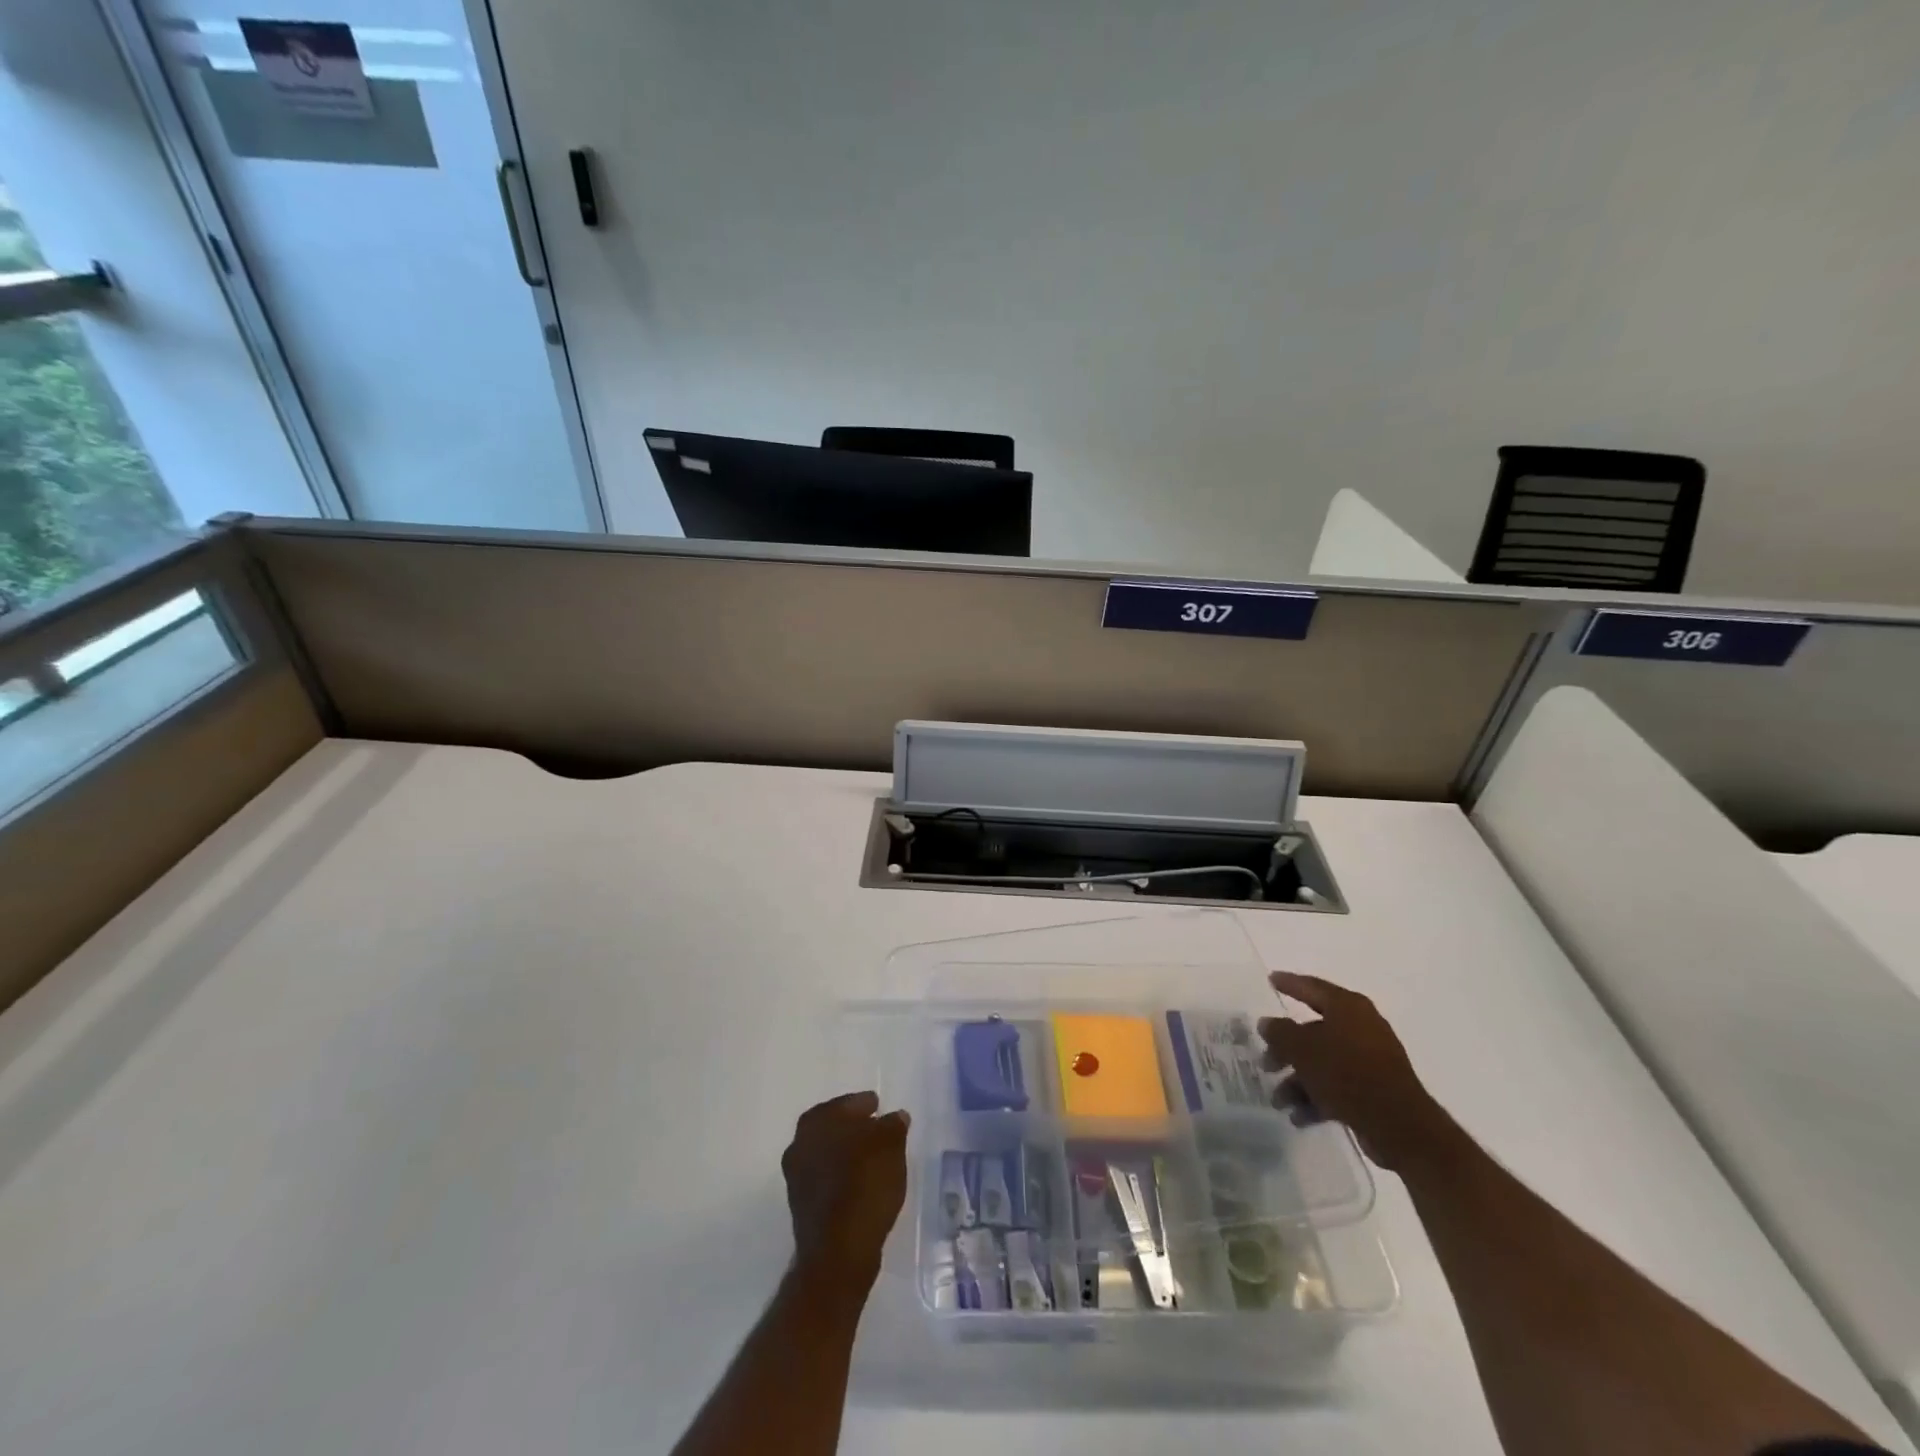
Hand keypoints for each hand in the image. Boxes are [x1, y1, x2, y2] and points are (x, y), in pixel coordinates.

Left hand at [781, 1092, 909, 1292]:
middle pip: (834, 1126)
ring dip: (847, 1153)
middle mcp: (800, 1142)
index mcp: (818, 1120)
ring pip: (828, 1153)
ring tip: (874, 1159)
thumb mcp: (891, 1146)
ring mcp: (796, 1175)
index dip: (866, 1105)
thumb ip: (893, 1125)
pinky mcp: (801, 1204)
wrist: (838, 1251)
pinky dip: (842, 1175)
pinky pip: (826, 1178)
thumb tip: (895, 1117)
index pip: (848, 1103)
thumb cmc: (865, 1185)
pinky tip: (861, 1183)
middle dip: (854, 1128)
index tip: (880, 1108)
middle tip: (878, 1131)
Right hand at [1258, 972, 1453, 1171]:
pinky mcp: (1375, 1089)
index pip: (1312, 987)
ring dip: (1298, 1080)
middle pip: (1313, 1031)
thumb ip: (1280, 1033)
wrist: (1398, 1124)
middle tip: (1265, 1062)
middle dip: (1286, 1049)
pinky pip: (1338, 1086)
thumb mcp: (1302, 1049)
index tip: (1270, 980)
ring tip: (1279, 1100)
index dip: (1289, 983)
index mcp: (1348, 1007)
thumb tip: (1267, 1023)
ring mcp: (1370, 1059)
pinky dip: (1317, 1097)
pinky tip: (1298, 1116)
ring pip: (1323, 1062)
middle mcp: (1361, 1027)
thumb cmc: (1346, 1072)